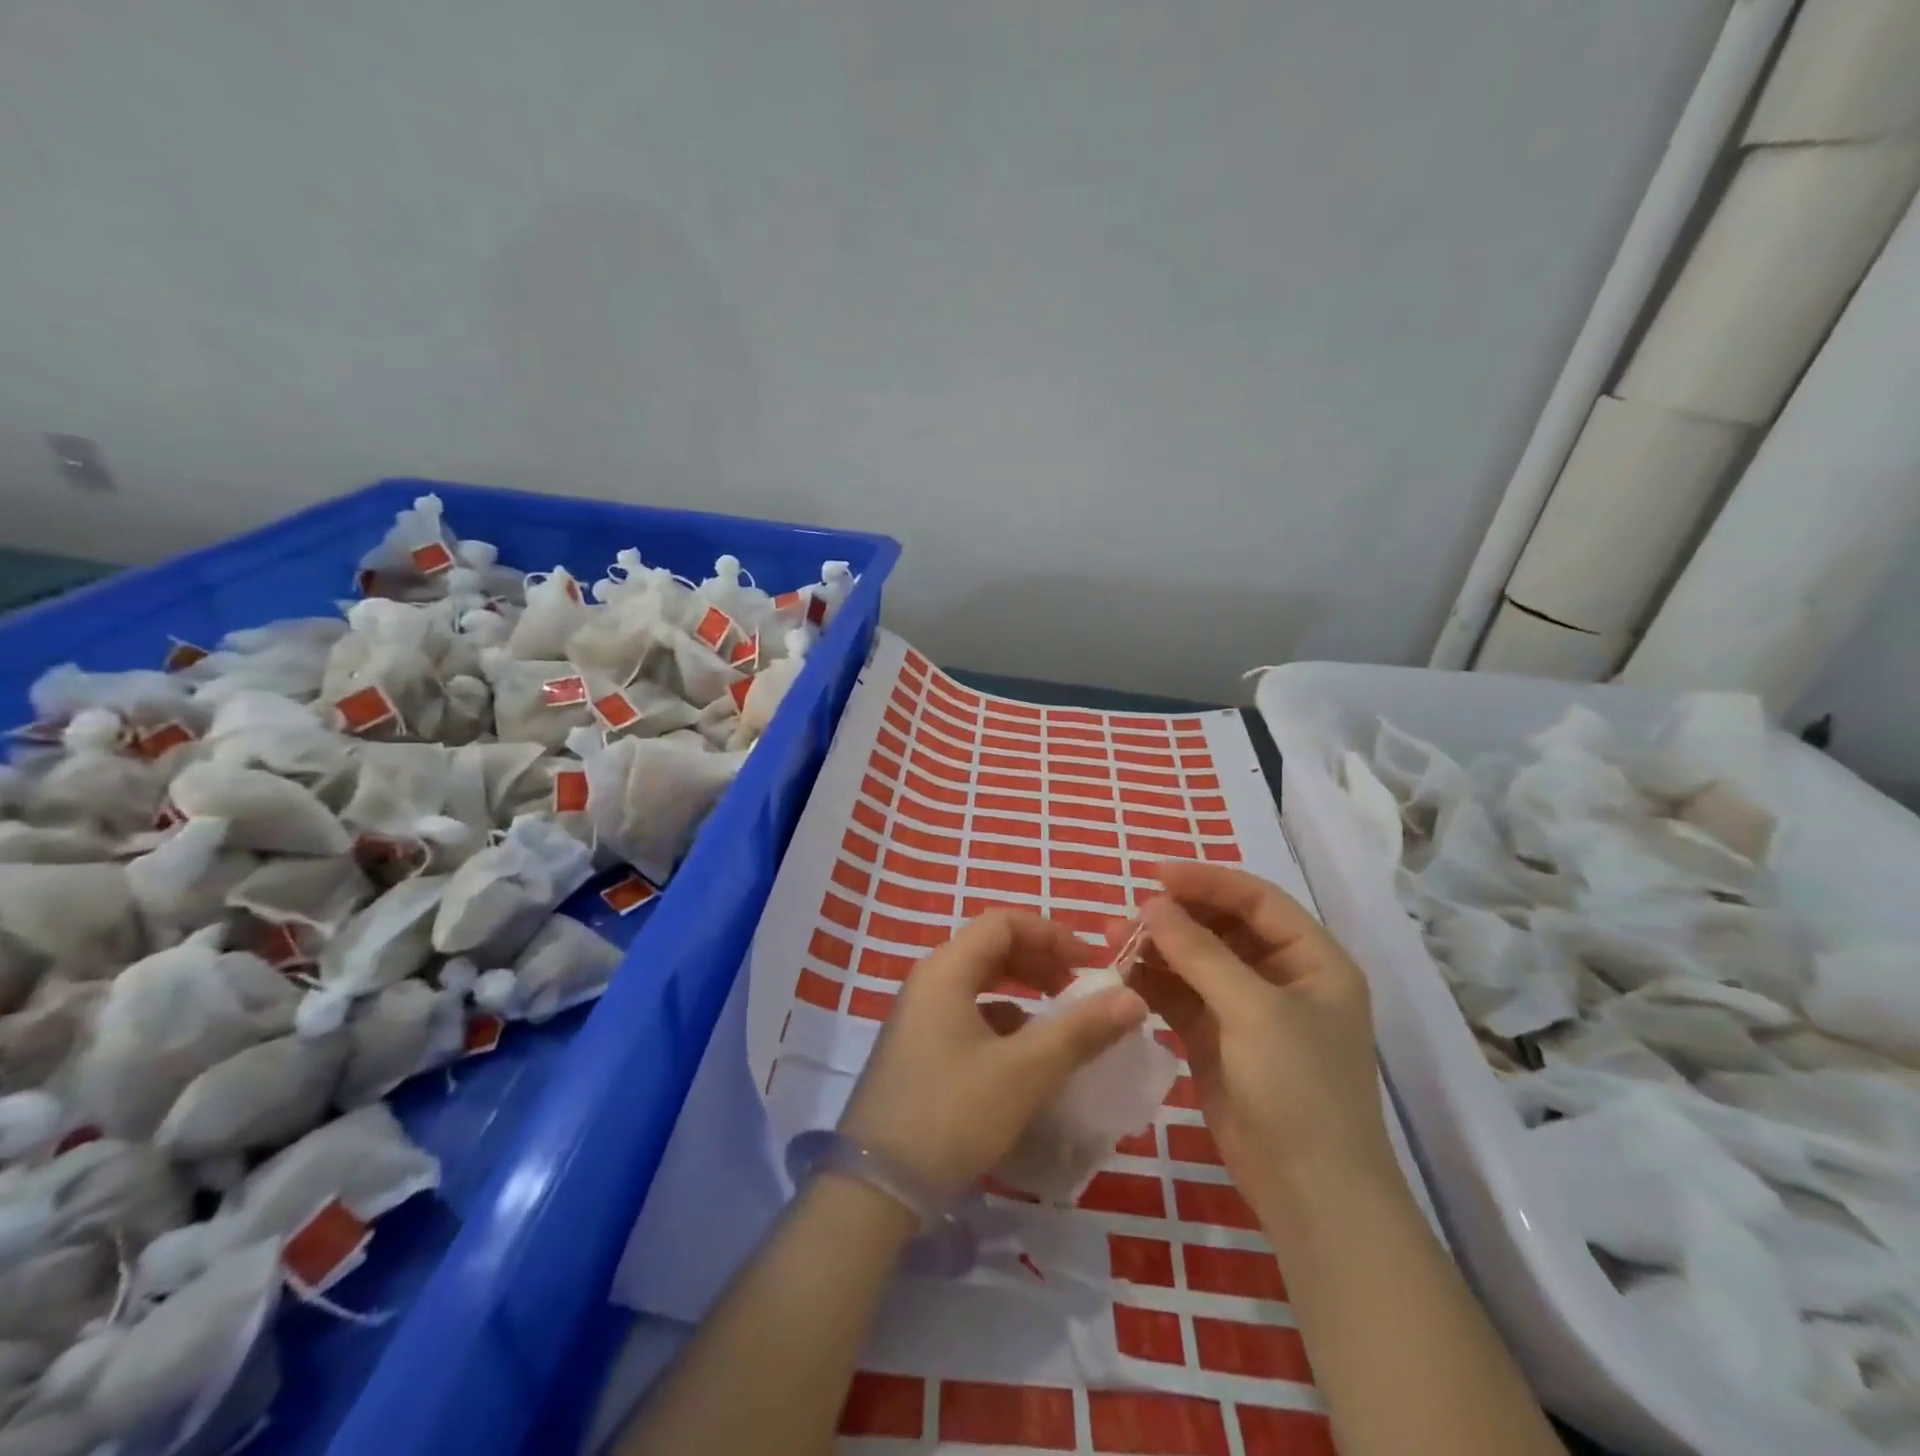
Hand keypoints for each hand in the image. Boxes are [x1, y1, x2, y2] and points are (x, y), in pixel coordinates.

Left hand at [838, 909, 1147, 1198]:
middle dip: (1040, 961)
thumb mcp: (1025, 1072)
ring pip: (979, 983)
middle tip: (1079, 989)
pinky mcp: (918, 1048)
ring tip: (1060, 1019)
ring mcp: (919, 1015)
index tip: (1090, 964)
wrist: (877, 1186)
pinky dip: (1003, 1020)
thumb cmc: (953, 1113)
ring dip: (1023, 991)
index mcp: (946, 970)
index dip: (1051, 934)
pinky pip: (968, 1014)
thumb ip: (1080, 1031)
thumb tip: (1132, 997)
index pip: (1003, 923)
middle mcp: (928, 981)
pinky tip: (1025, 1054)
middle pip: (991, 948)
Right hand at [1134, 862, 1396, 1215]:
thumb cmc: (1299, 1089)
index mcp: (1313, 960)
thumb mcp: (1253, 1011)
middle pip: (1222, 927)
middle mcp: (1281, 977)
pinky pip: (1181, 996)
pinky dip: (1153, 983)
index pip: (1256, 900)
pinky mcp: (1217, 1039)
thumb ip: (1200, 953)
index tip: (1155, 875)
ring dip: (1157, 949)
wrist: (1309, 1194)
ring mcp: (1247, 1010)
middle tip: (1126, 916)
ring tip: (1110, 941)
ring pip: (1195, 961)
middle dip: (1175, 918)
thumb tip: (1153, 906)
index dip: (1207, 881)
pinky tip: (1121, 975)